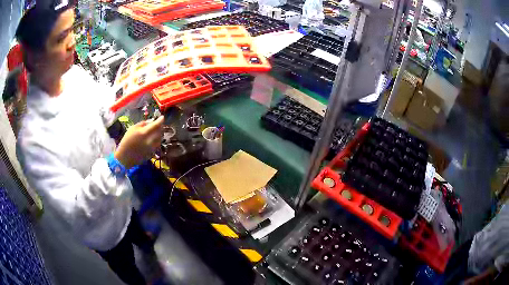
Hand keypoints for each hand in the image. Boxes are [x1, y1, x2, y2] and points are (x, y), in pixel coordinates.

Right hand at [114, 116, 163, 168]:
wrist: (125, 157)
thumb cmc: (126, 141)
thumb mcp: (132, 128)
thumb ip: (142, 124)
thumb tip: (150, 122)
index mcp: (144, 133)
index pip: (156, 125)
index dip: (160, 120)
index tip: (162, 117)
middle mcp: (150, 140)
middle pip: (160, 131)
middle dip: (160, 126)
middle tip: (158, 124)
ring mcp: (152, 148)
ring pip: (160, 138)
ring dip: (159, 133)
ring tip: (155, 131)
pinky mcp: (152, 153)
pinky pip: (157, 144)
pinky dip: (156, 140)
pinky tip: (152, 139)